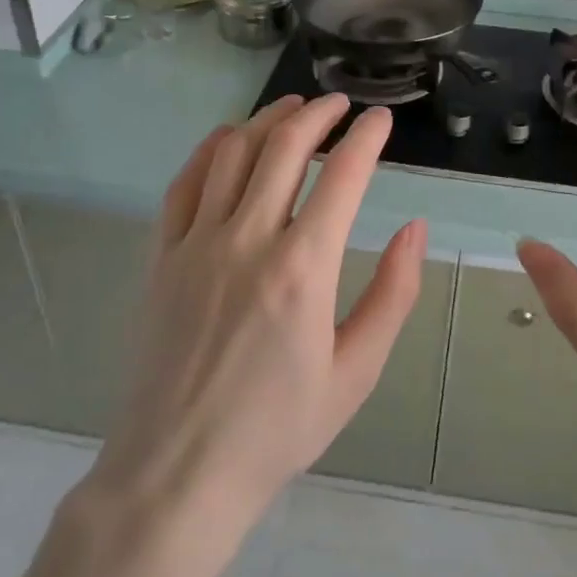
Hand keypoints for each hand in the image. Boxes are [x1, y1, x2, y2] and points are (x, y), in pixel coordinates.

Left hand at [81, 94, 427, 543]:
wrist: (179, 472)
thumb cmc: (278, 429)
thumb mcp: (356, 371)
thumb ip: (393, 293)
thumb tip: (415, 229)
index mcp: (303, 268)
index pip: (343, 176)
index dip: (366, 138)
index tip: (381, 120)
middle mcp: (248, 240)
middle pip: (285, 147)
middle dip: (318, 114)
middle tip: (340, 104)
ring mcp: (196, 244)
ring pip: (232, 153)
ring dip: (267, 120)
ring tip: (293, 107)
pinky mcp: (161, 257)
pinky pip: (184, 183)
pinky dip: (210, 149)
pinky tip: (228, 138)